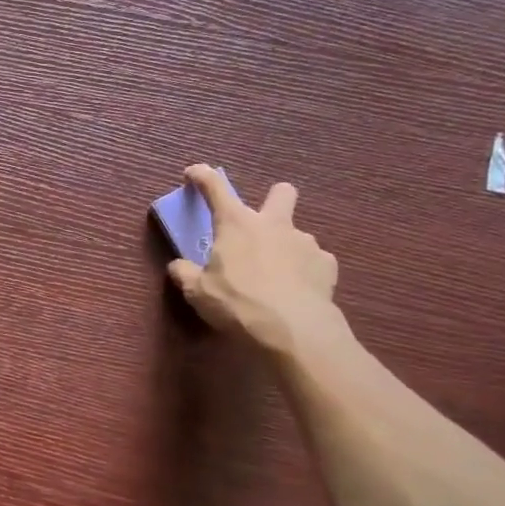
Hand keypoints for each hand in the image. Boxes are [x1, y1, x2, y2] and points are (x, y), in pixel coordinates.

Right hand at [166, 164, 345, 355]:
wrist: (294, 332)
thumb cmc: (238, 304)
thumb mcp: (197, 292)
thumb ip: (185, 274)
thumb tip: (177, 266)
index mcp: (237, 224)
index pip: (216, 188)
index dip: (202, 177)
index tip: (193, 173)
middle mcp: (274, 224)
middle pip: (281, 193)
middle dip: (273, 199)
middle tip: (261, 224)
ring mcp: (306, 242)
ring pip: (296, 233)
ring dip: (285, 247)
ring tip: (275, 278)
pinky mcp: (327, 266)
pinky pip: (314, 261)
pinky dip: (304, 271)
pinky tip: (296, 291)